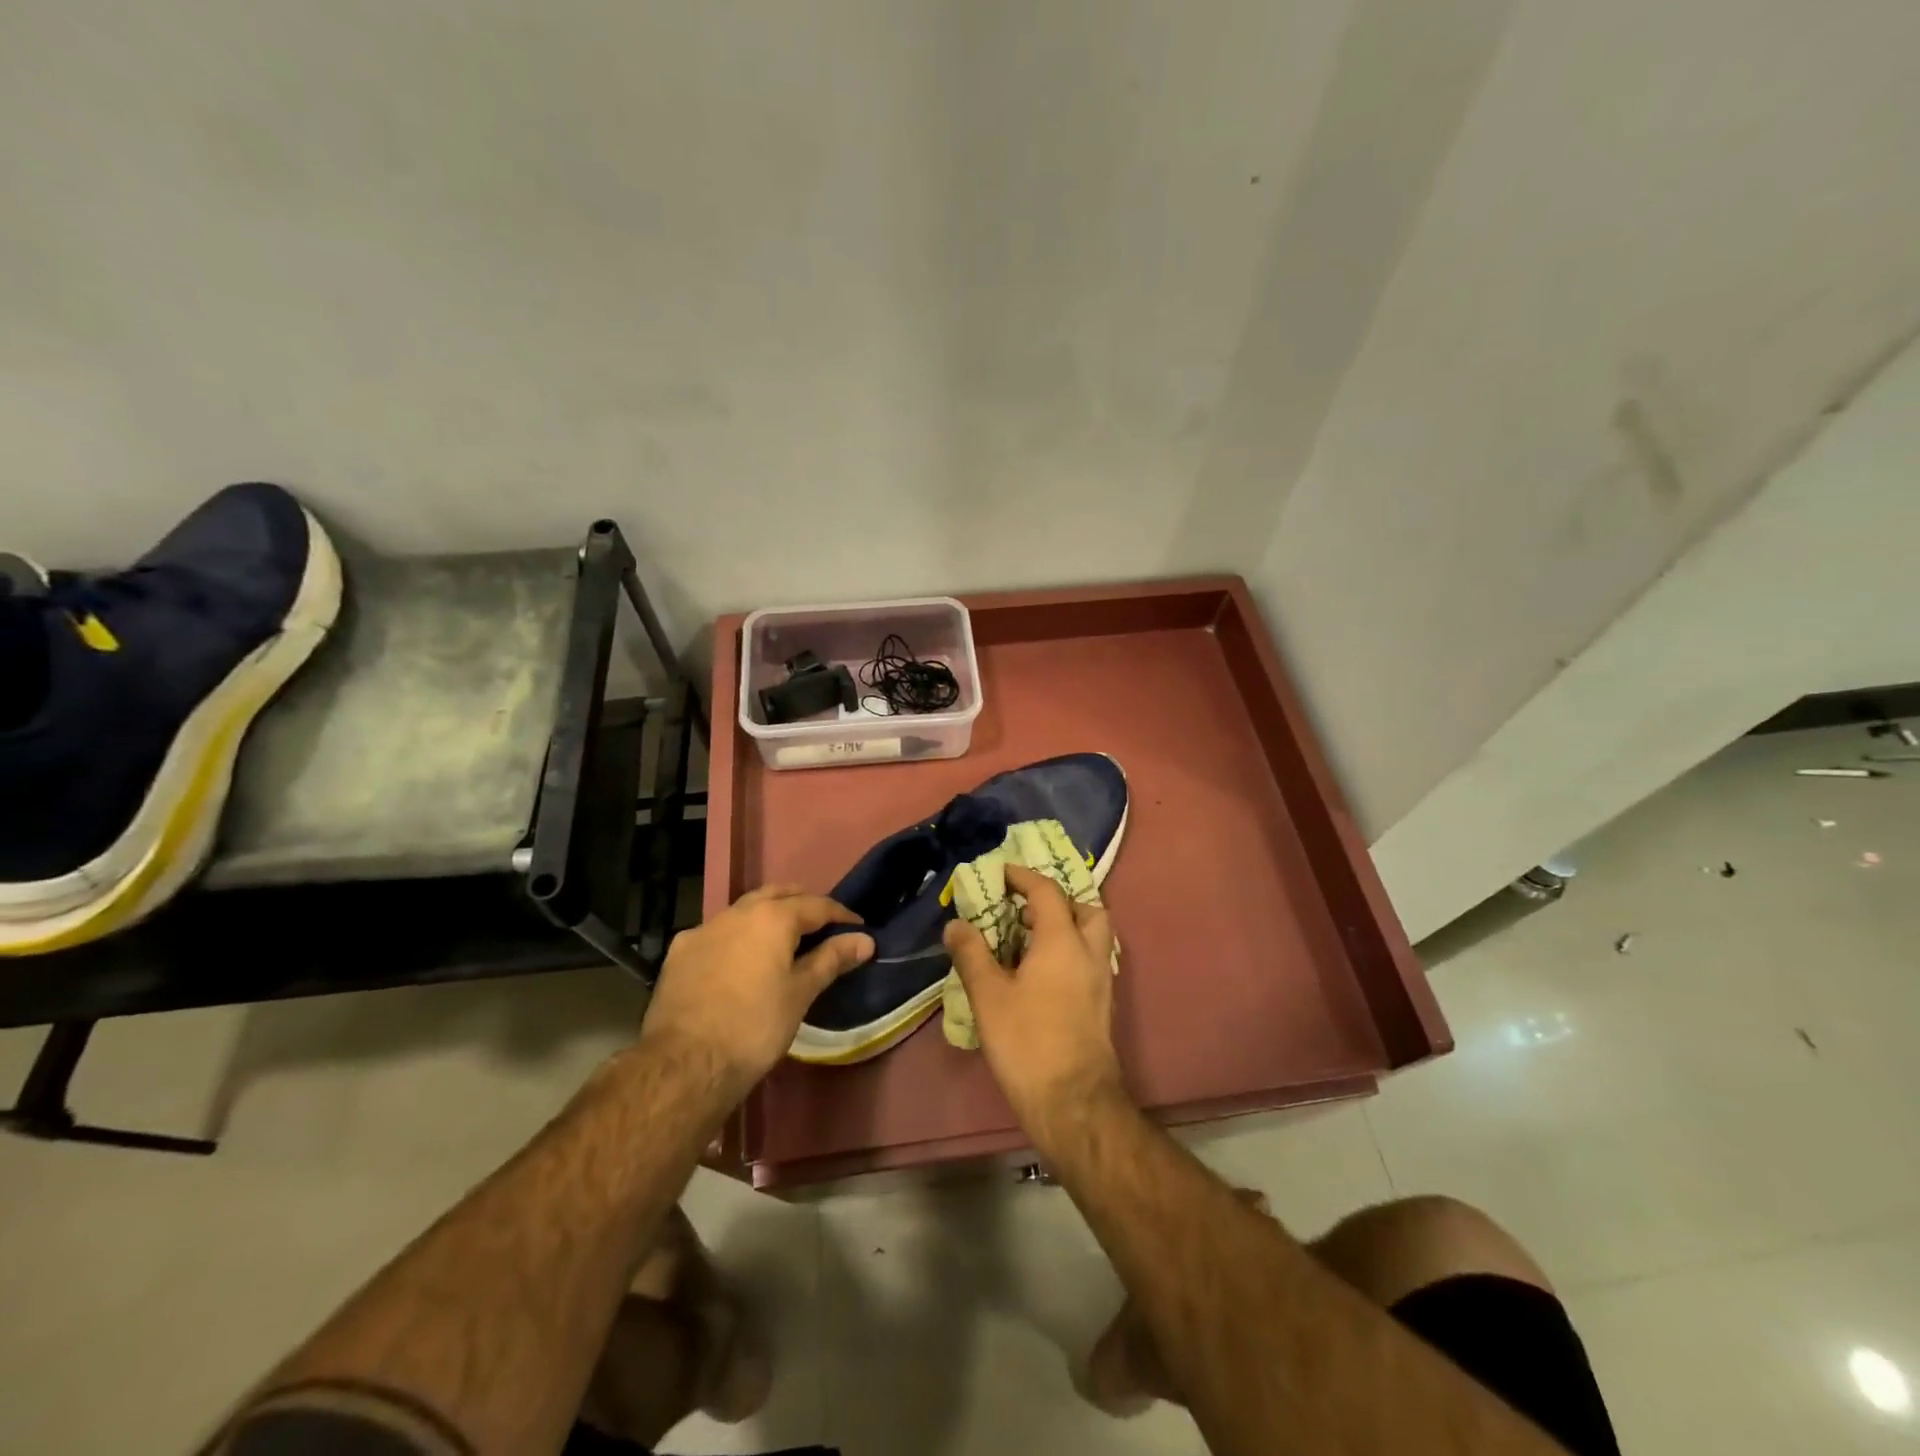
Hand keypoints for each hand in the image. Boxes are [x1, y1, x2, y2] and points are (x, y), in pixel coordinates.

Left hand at [639, 884, 873, 1105]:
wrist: (685, 1064)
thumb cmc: (755, 1027)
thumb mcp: (801, 994)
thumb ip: (832, 959)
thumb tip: (865, 940)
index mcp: (772, 917)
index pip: (817, 905)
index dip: (841, 915)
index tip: (857, 929)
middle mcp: (737, 912)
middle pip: (778, 894)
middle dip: (802, 904)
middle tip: (821, 926)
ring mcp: (704, 929)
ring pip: (744, 910)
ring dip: (767, 916)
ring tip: (781, 941)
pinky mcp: (680, 951)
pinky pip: (717, 932)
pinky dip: (736, 936)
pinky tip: (738, 960)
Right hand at [942, 865, 1124, 1139]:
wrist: (1073, 1102)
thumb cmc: (1028, 1042)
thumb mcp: (988, 996)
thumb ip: (972, 954)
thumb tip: (956, 924)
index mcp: (1062, 941)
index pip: (1047, 891)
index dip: (1023, 877)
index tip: (1000, 874)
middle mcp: (1089, 952)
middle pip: (1085, 908)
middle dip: (1057, 901)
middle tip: (1025, 910)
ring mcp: (1101, 980)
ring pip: (1092, 936)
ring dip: (1066, 926)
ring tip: (1029, 940)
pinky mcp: (1102, 1004)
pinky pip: (1089, 960)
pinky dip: (1069, 952)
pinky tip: (1040, 973)